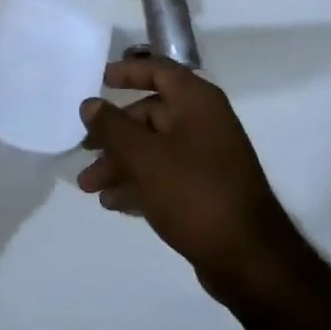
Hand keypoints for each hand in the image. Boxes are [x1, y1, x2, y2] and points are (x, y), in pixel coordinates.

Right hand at [77, 56, 304, 294]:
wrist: (248, 258)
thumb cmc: (194, 193)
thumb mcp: (145, 157)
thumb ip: (113, 127)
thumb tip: (90, 104)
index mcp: (197, 102)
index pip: (159, 71)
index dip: (128, 72)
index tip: (98, 80)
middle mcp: (203, 123)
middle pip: (150, 115)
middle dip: (113, 134)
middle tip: (82, 151)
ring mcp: (206, 158)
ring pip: (153, 149)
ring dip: (119, 163)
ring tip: (89, 187)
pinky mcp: (204, 190)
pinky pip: (163, 175)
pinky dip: (138, 183)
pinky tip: (112, 203)